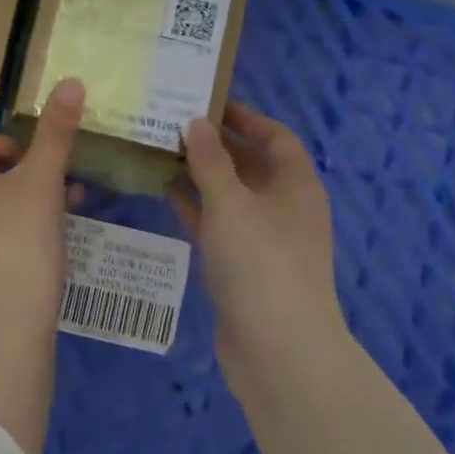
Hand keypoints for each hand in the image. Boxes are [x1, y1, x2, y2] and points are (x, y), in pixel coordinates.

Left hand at [0, 78, 84, 453]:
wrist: (3, 328)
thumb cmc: (17, 242)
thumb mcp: (41, 182)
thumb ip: (55, 133)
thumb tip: (71, 81)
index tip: (20, 153)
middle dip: (13, 172)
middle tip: (46, 176)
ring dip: (18, 199)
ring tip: (63, 204)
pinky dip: (13, 226)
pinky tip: (52, 237)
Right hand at [169, 102, 347, 379]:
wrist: (277, 350)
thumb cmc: (260, 263)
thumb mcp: (231, 203)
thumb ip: (210, 160)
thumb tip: (195, 121)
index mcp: (295, 185)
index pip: (275, 137)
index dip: (246, 118)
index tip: (206, 103)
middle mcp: (283, 207)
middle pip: (250, 164)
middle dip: (214, 145)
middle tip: (170, 124)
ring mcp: (263, 239)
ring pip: (229, 195)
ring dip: (199, 175)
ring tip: (159, 151)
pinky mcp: (241, 265)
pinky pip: (217, 224)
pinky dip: (195, 207)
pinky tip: (163, 192)